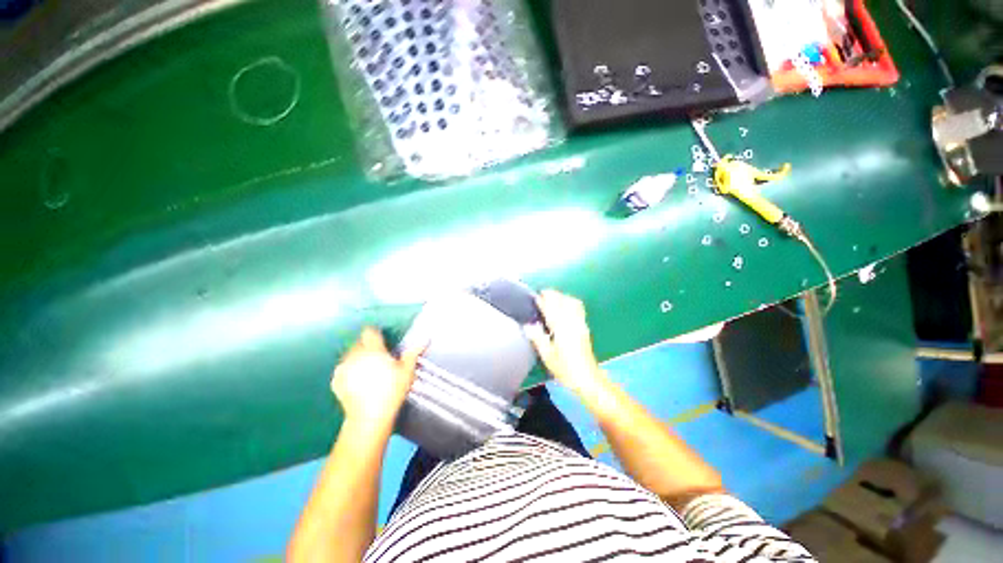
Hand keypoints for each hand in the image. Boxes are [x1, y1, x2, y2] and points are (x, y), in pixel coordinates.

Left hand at [331, 327, 421, 427]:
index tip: (381, 340)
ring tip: (367, 370)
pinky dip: (348, 371)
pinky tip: (357, 381)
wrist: (370, 417)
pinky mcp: (336, 381)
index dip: (375, 334)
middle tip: (378, 358)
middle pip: (359, 343)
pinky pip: (342, 369)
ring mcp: (343, 368)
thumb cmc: (391, 391)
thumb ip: (413, 353)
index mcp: (373, 350)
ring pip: (349, 355)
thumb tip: (424, 340)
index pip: (370, 332)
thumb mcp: (407, 371)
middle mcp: (355, 356)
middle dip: (367, 347)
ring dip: (356, 358)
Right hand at [525, 290, 606, 395]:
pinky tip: (566, 306)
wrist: (587, 378)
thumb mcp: (547, 356)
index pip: (551, 308)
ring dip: (562, 297)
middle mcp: (572, 322)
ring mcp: (580, 323)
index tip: (536, 297)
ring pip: (572, 302)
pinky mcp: (584, 327)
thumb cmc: (565, 369)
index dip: (543, 301)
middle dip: (553, 295)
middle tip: (542, 294)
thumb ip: (537, 338)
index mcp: (561, 328)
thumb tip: (528, 325)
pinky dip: (570, 302)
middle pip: (563, 301)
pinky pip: (578, 308)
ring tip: (553, 298)